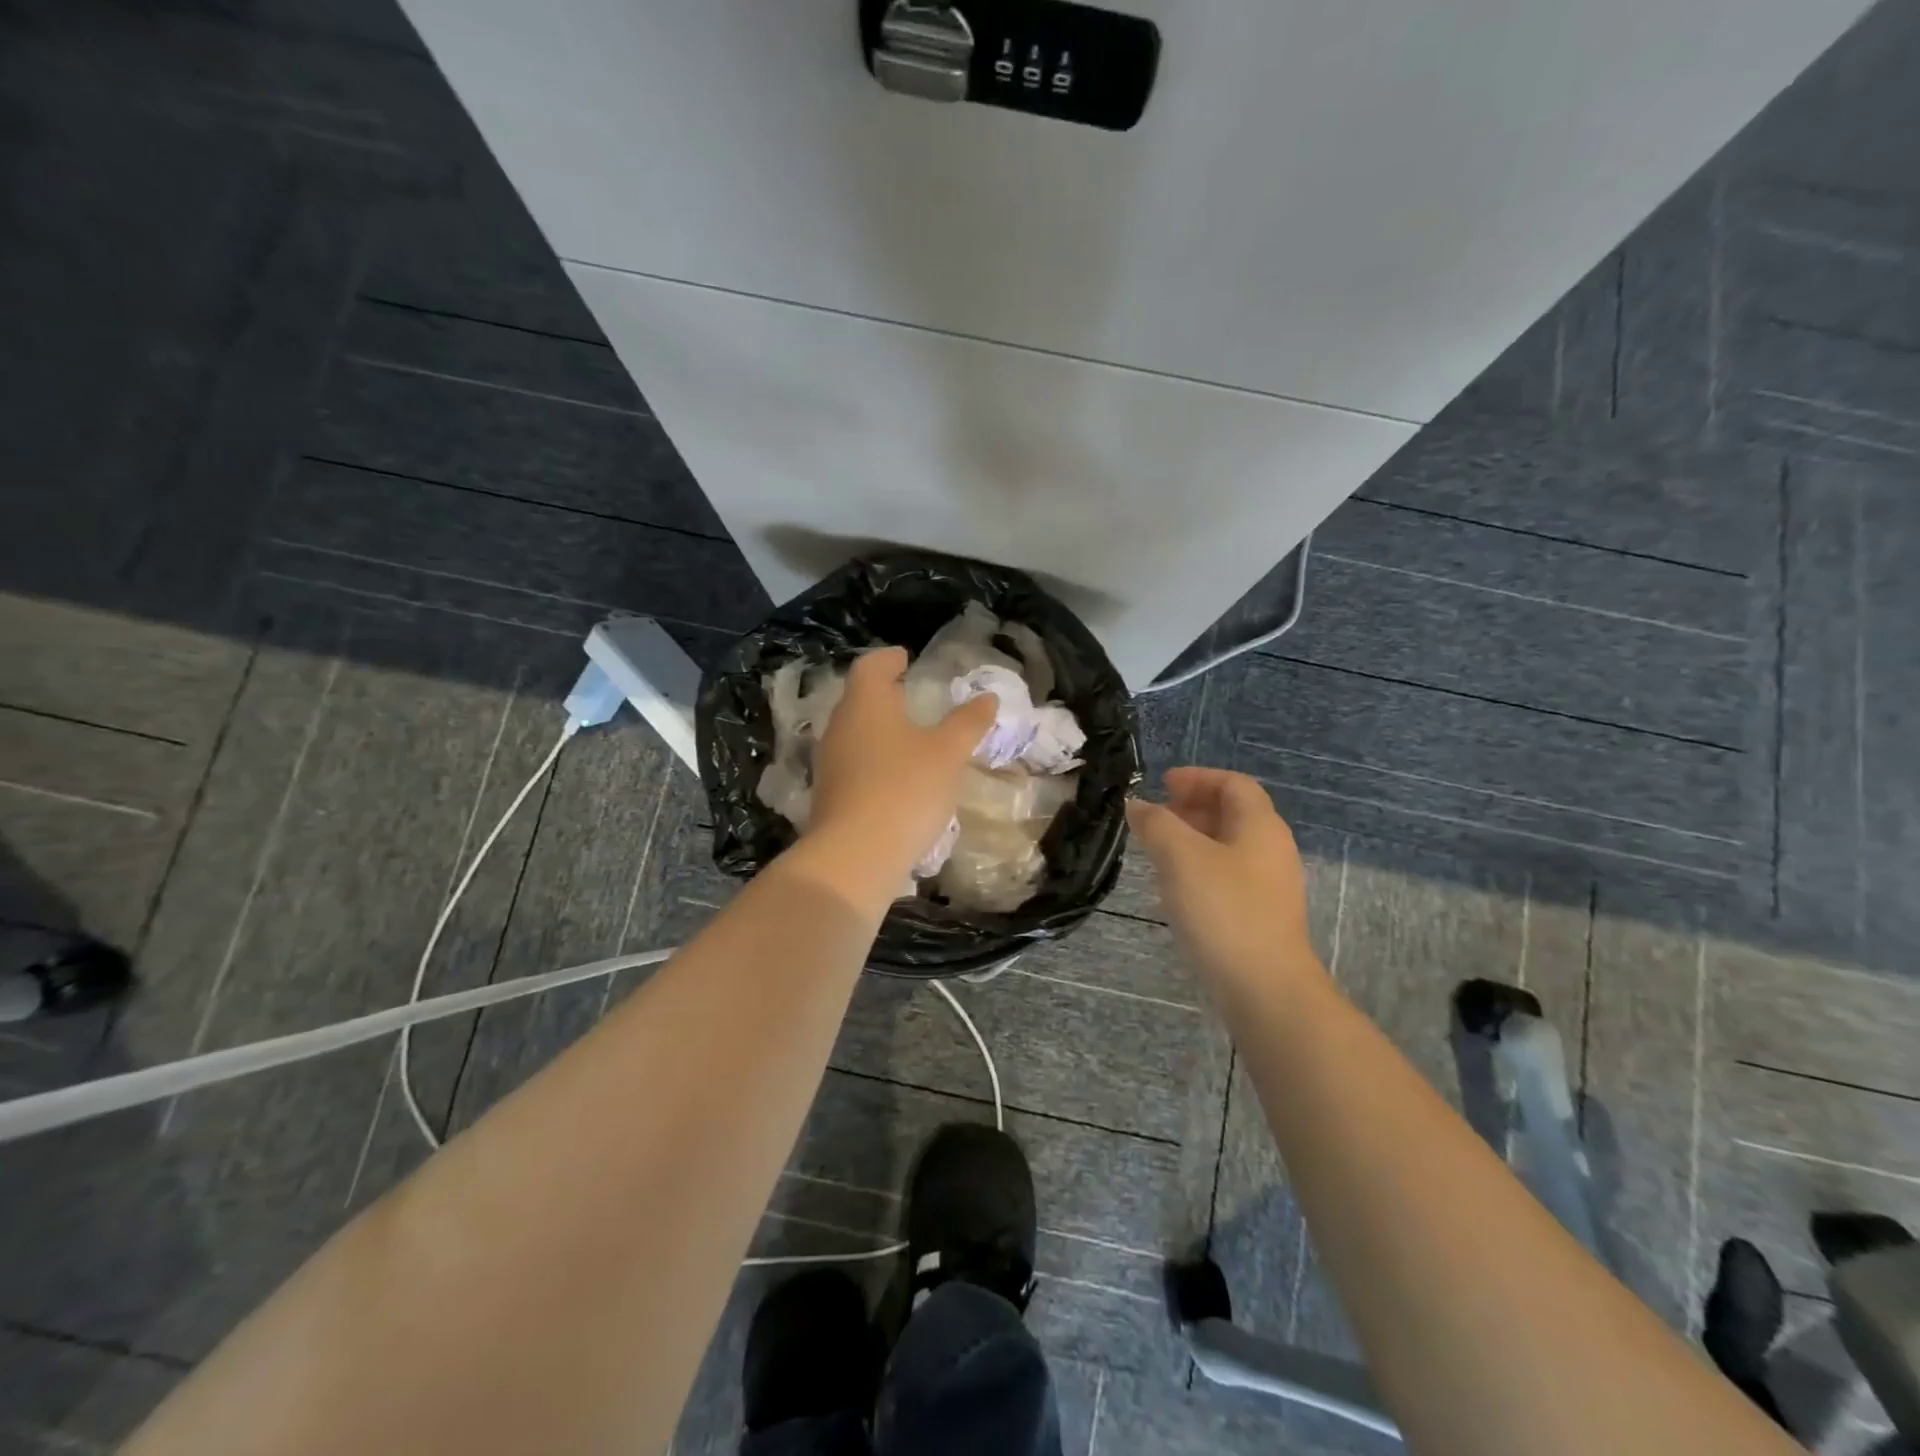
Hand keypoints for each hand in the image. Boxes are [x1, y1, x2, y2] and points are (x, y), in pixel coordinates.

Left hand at [798, 647, 997, 903]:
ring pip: (856, 733)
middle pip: (859, 699)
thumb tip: (987, 698)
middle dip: (885, 695)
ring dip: (880, 730)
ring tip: (910, 738)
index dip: (889, 659)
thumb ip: (968, 722)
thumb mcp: (948, 753)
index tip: (906, 658)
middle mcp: (840, 725)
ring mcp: (830, 762)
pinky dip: (876, 761)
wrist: (856, 855)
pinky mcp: (830, 794)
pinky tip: (898, 777)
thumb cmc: (905, 788)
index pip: (871, 666)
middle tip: (912, 695)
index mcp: (865, 702)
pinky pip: (855, 764)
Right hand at [1127, 768, 1326, 995]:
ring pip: (1228, 847)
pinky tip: (1175, 888)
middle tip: (1155, 815)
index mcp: (1260, 827)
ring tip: (1157, 849)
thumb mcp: (1180, 857)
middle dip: (1193, 807)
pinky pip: (1227, 876)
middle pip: (1233, 814)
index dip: (1198, 778)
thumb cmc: (1224, 911)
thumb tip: (1137, 805)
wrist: (1265, 989)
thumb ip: (1156, 824)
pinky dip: (1199, 868)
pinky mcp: (1260, 917)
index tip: (1162, 784)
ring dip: (1193, 839)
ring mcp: (1269, 887)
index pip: (1234, 784)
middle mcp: (1271, 851)